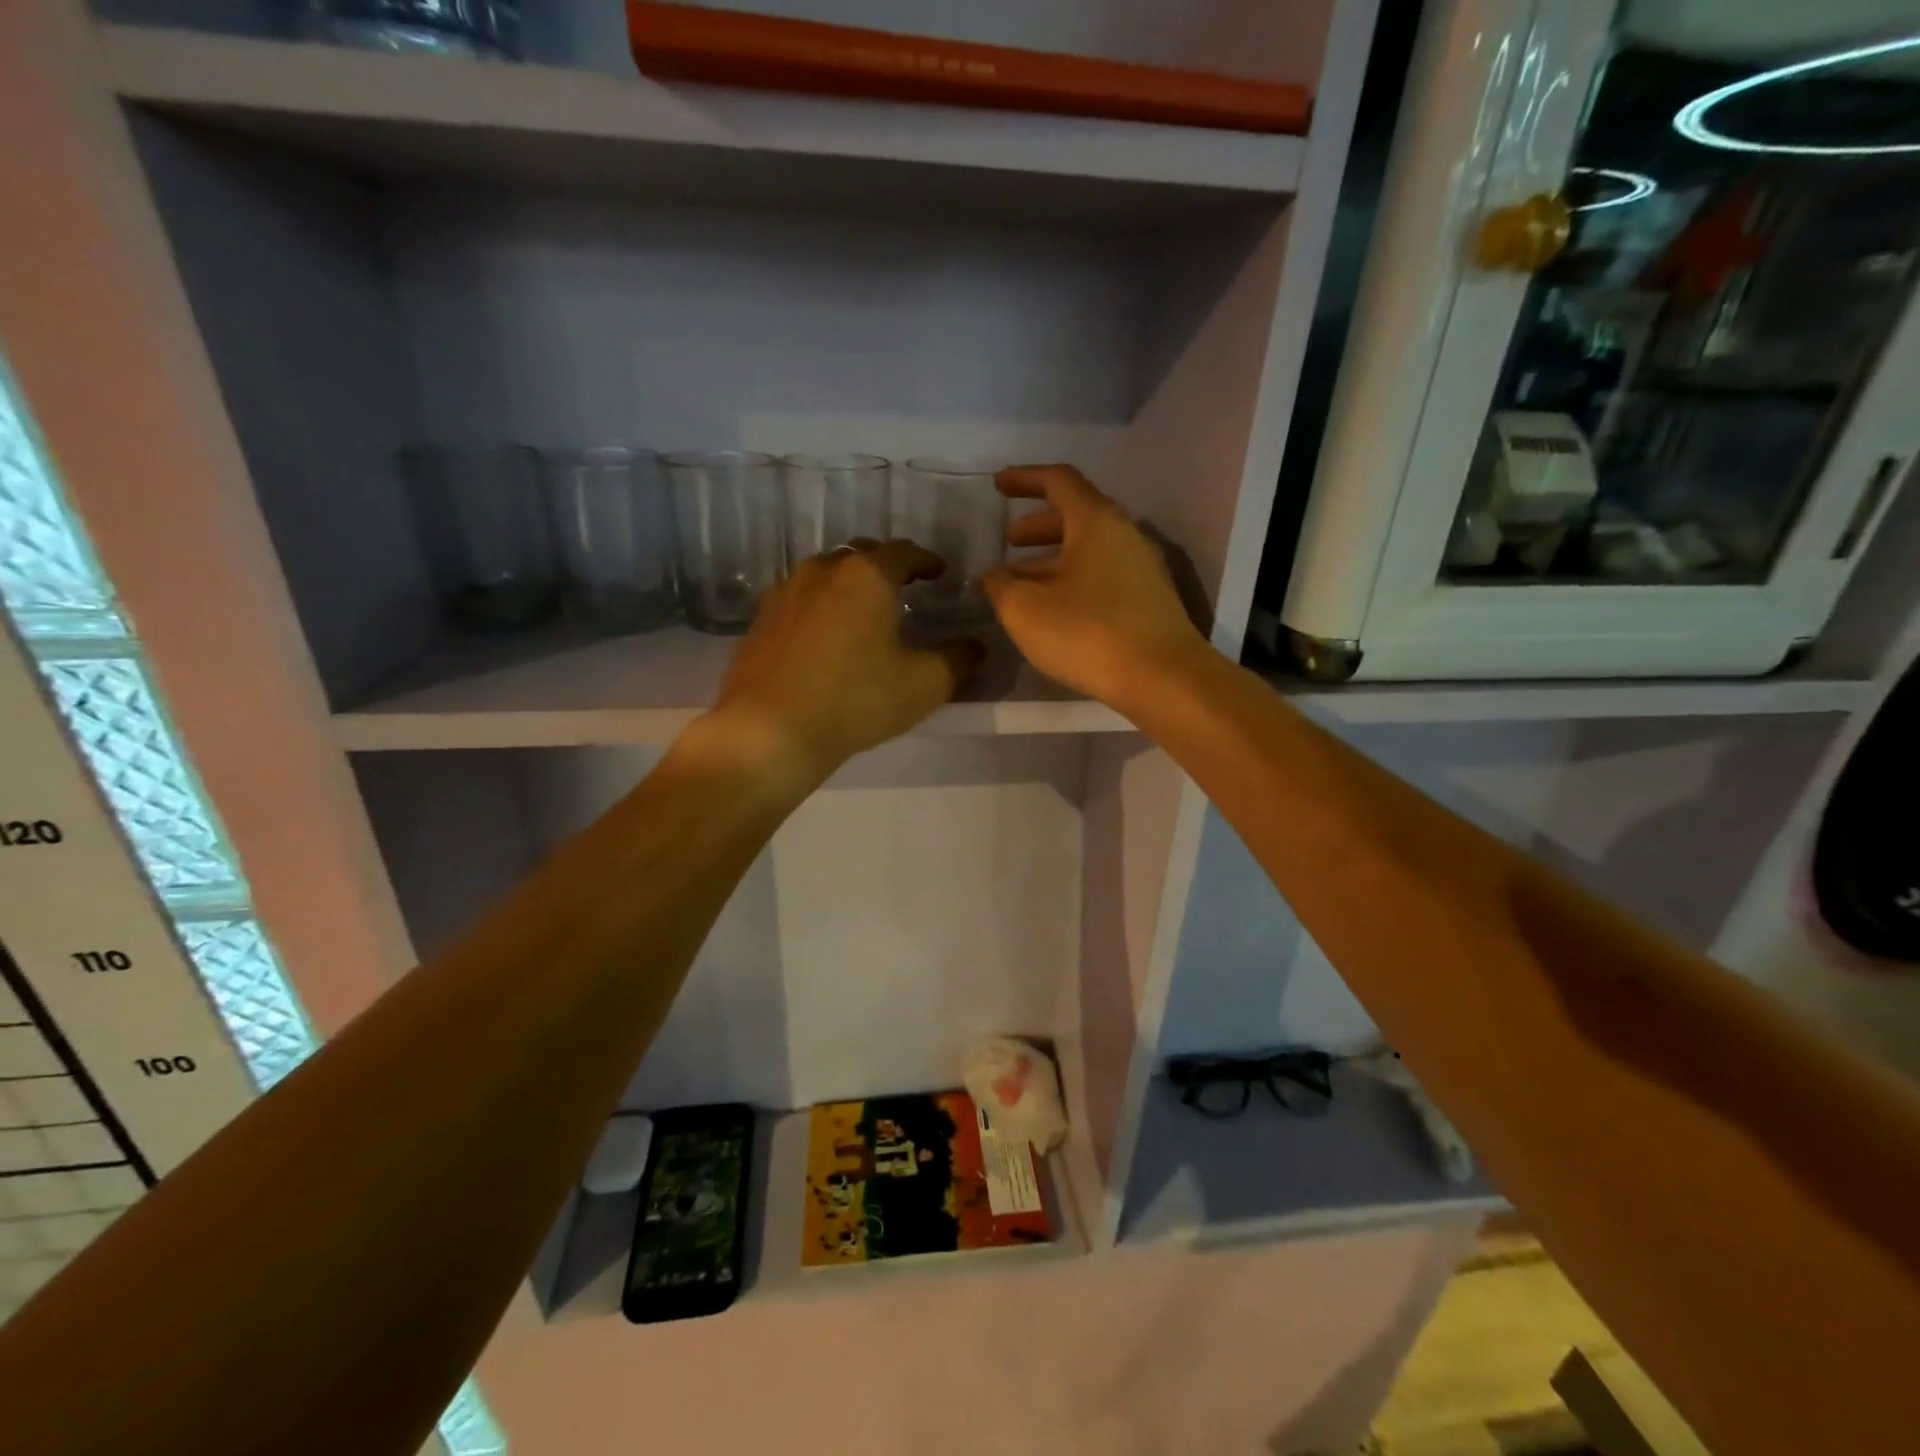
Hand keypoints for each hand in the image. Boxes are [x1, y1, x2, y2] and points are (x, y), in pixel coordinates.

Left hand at [709, 539, 983, 784]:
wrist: (771, 729)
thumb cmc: (856, 700)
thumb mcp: (924, 685)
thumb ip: (958, 659)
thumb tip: (976, 646)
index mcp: (867, 575)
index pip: (904, 552)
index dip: (927, 561)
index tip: (939, 573)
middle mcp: (824, 570)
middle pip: (861, 555)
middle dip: (886, 567)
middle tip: (903, 588)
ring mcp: (786, 591)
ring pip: (826, 574)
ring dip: (849, 584)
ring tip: (863, 610)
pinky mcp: (761, 619)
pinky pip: (800, 599)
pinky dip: (820, 606)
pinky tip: (824, 635)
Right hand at [983, 465, 1208, 711]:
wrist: (1163, 679)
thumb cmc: (1088, 634)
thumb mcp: (1026, 610)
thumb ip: (1001, 586)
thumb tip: (994, 576)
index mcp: (1096, 521)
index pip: (1058, 481)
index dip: (1024, 478)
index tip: (997, 486)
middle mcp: (1124, 534)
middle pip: (1076, 515)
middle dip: (1037, 526)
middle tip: (1009, 543)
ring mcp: (1142, 567)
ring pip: (1089, 549)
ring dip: (1052, 558)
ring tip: (1022, 583)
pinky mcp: (1149, 598)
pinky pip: (1102, 574)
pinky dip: (1072, 579)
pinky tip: (1054, 609)